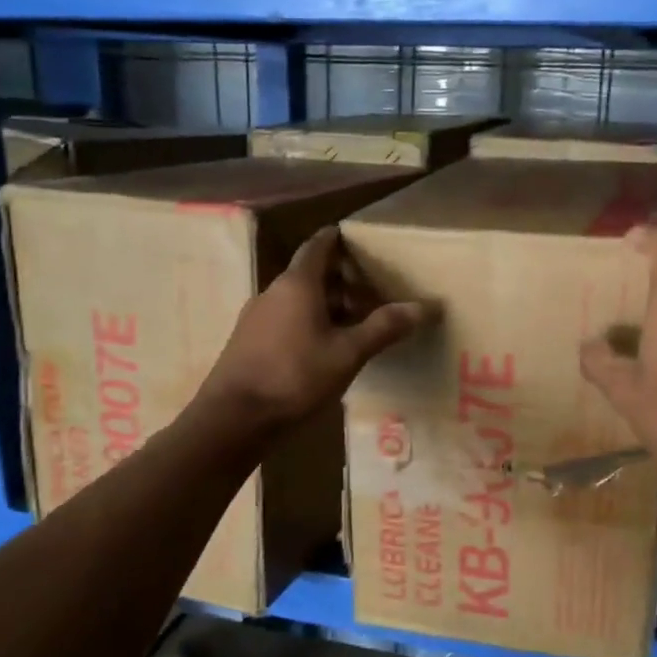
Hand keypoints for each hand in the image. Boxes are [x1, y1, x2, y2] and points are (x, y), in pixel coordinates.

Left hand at [199, 226, 429, 429]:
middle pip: (309, 273)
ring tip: (353, 320)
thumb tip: (424, 307)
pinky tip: (323, 346)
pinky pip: (284, 319)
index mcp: (297, 284)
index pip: (318, 246)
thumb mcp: (348, 354)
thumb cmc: (295, 377)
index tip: (356, 237)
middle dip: (339, 278)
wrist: (233, 419)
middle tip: (370, 288)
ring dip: (324, 303)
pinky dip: (307, 321)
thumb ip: (383, 328)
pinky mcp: (248, 341)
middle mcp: (273, 291)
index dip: (336, 238)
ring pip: (296, 298)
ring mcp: (256, 317)